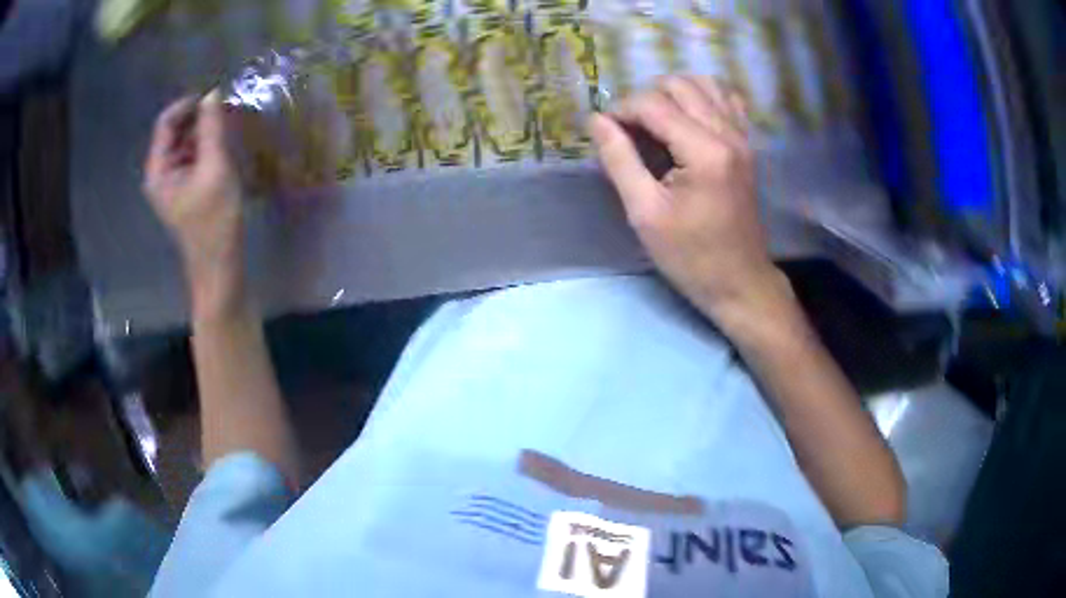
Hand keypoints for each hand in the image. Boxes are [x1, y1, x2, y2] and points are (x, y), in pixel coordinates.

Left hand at [143, 92, 244, 316]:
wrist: (219, 267)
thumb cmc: (215, 221)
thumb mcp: (215, 168)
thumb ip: (211, 129)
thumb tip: (213, 93)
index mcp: (158, 170)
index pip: (165, 122)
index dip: (188, 104)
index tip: (215, 96)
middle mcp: (159, 174)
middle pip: (173, 131)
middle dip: (197, 118)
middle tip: (225, 112)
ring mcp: (171, 183)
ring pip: (184, 143)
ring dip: (203, 132)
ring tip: (227, 129)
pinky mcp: (184, 190)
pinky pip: (191, 158)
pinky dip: (205, 148)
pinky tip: (222, 149)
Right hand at [590, 75, 790, 330]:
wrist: (740, 281)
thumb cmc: (690, 256)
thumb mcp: (645, 213)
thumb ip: (619, 160)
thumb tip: (597, 120)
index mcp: (703, 151)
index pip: (653, 104)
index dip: (621, 110)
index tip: (605, 132)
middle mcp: (728, 133)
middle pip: (679, 84)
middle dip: (645, 98)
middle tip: (629, 129)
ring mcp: (743, 137)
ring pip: (705, 84)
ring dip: (674, 93)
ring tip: (656, 121)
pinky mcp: (748, 145)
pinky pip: (727, 101)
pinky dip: (703, 98)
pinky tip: (687, 118)